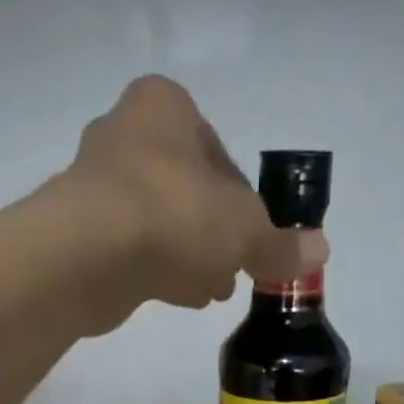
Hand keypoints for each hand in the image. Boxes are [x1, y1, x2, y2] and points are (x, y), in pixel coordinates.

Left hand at [51, 76, 327, 329]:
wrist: (89, 255)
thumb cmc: (174, 217)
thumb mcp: (243, 231)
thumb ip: (279, 244)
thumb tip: (320, 251)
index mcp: (166, 107)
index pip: (219, 156)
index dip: (243, 204)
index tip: (254, 241)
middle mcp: (127, 133)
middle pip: (189, 191)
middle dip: (215, 235)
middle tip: (235, 272)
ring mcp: (98, 184)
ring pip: (162, 223)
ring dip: (190, 257)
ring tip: (212, 293)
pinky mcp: (82, 233)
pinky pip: (135, 249)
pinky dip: (160, 270)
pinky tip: (181, 297)